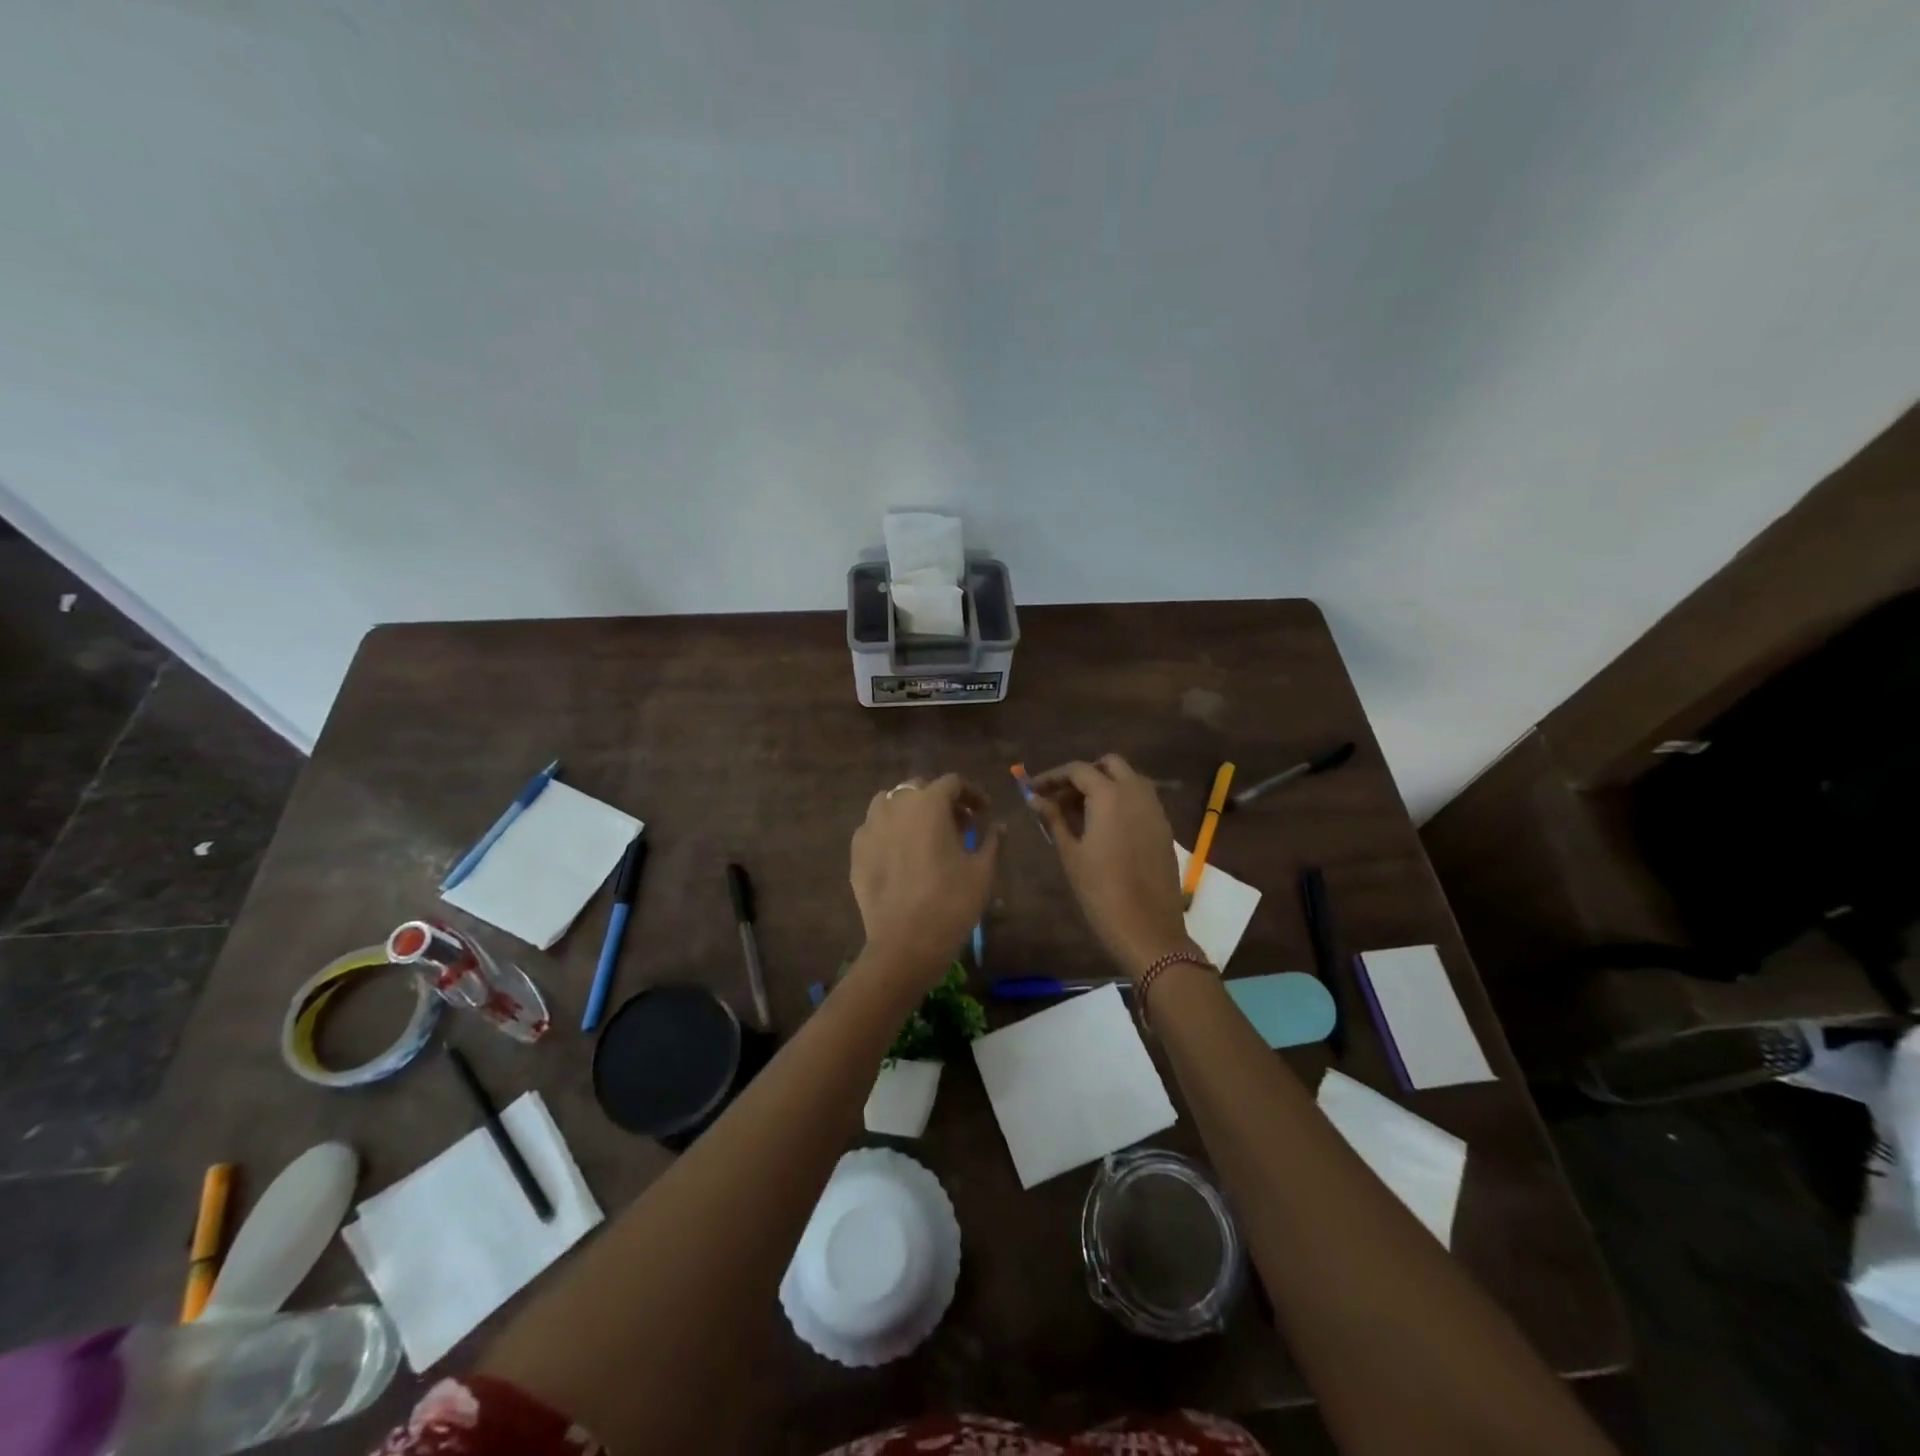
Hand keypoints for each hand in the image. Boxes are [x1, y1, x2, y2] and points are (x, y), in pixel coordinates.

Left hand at [850, 774, 1001, 995]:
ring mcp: (870, 826)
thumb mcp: (982, 870)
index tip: (983, 813)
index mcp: (929, 803)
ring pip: (891, 803)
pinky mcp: (856, 850)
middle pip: (920, 788)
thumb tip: (998, 825)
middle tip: (958, 825)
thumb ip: (992, 839)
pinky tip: (901, 855)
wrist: (904, 943)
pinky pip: (875, 828)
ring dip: (911, 811)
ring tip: (925, 835)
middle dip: (941, 800)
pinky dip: (891, 832)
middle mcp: (896, 805)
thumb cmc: (951, 902)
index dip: (972, 794)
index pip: (953, 782)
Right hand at [1030, 755, 1198, 978]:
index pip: (1078, 770)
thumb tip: (1035, 798)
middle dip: (1084, 774)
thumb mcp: (1071, 854)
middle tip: (1061, 798)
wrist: (1148, 929)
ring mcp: (1155, 809)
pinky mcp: (1164, 828)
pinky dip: (1121, 800)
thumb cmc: (1101, 892)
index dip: (1053, 776)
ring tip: (1080, 812)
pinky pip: (1141, 799)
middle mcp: (1137, 793)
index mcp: (1110, 796)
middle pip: (1109, 765)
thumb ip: (1053, 819)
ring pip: (1129, 779)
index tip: (1034, 790)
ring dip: (1104, 785)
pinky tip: (1103, 826)